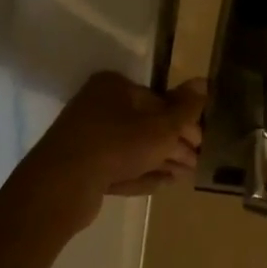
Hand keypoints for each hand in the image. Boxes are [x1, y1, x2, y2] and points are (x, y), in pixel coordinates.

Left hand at [20, 73, 205, 220]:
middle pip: (146, 124)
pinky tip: (161, 184)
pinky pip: (118, 165)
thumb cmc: (117, 145)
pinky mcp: (82, 165)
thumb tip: (204, 82)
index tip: (200, 143)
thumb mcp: (160, 127)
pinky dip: (140, 172)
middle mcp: (98, 105)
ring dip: (161, 161)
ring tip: (183, 177)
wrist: (62, 185)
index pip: (158, 100)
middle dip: (173, 145)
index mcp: (114, 86)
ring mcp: (88, 136)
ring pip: (133, 147)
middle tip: (195, 163)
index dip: (183, 121)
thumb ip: (185, 108)